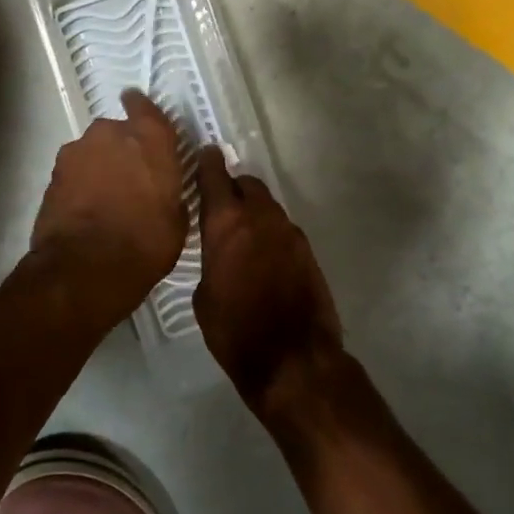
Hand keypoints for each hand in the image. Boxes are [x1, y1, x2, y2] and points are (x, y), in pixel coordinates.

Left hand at [30, 90, 188, 328]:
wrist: (84, 267)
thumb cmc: (145, 242)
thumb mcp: (177, 220)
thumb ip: (170, 192)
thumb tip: (163, 191)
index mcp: (150, 138)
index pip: (146, 107)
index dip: (141, 109)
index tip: (139, 111)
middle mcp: (112, 133)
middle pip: (117, 131)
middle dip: (123, 148)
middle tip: (130, 177)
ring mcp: (78, 151)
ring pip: (93, 151)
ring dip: (99, 166)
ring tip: (106, 198)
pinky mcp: (53, 174)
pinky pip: (74, 172)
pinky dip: (81, 184)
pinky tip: (87, 209)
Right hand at [194, 148, 341, 407]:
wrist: (293, 360)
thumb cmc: (236, 332)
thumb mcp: (204, 298)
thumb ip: (210, 262)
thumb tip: (218, 256)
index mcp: (227, 225)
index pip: (214, 177)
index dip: (208, 163)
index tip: (205, 153)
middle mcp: (261, 218)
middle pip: (247, 185)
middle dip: (234, 187)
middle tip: (222, 202)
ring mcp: (290, 233)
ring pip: (268, 207)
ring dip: (255, 212)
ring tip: (243, 234)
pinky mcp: (309, 251)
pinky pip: (283, 230)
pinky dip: (271, 233)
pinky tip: (264, 257)